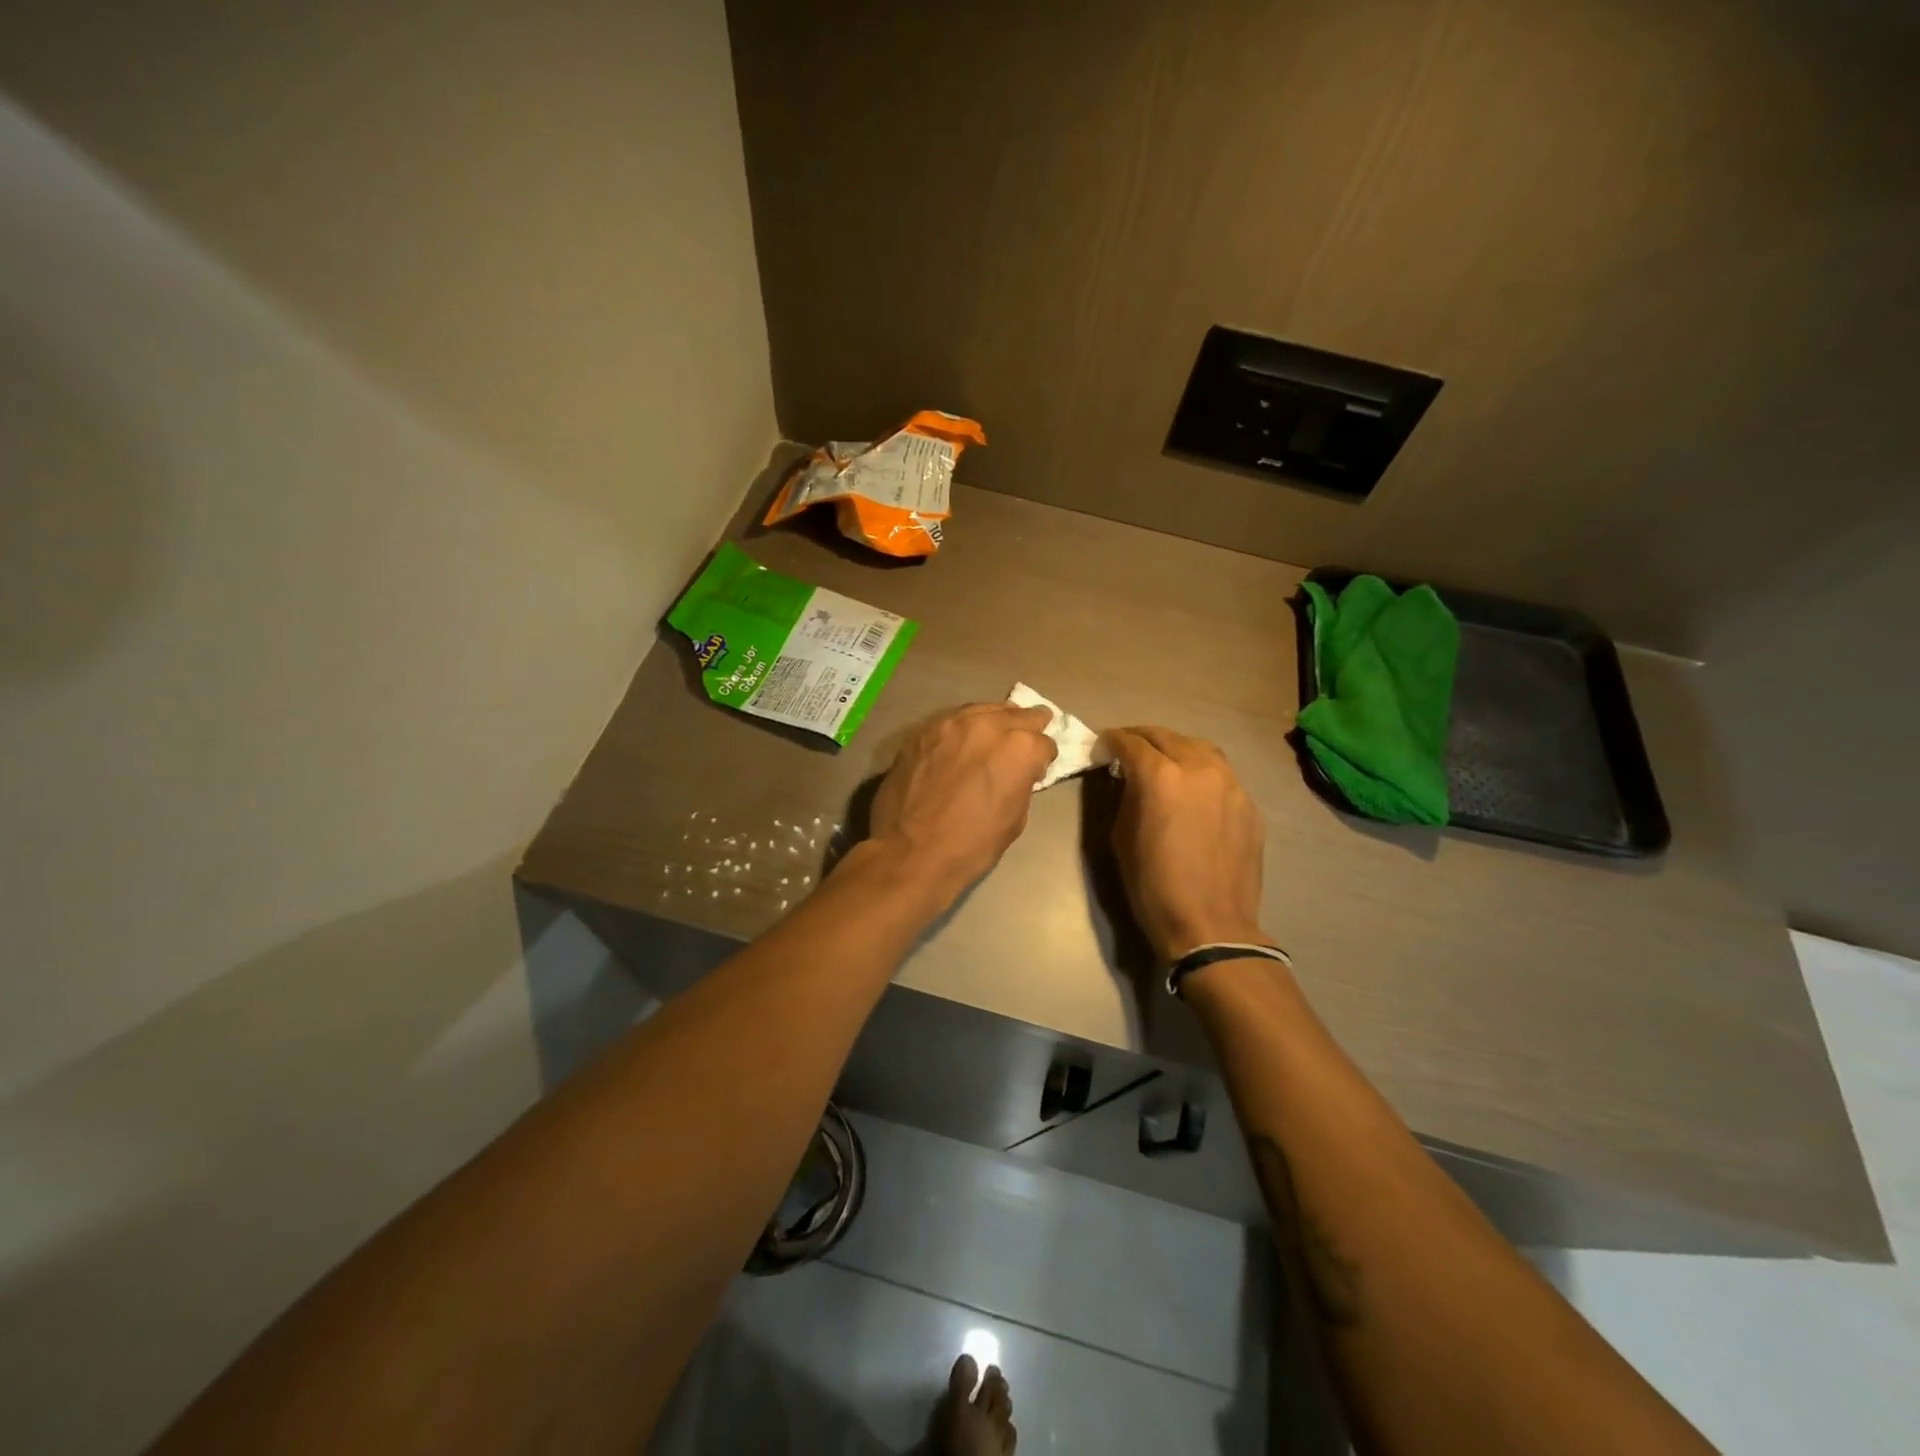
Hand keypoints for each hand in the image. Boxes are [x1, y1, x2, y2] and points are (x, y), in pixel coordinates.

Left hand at [868, 703, 1057, 905]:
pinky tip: (960, 745)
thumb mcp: (1015, 819)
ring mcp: (952, 723)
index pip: (1045, 742)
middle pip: (1019, 715)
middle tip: (1024, 742)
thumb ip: (1022, 782)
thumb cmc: (971, 845)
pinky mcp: (923, 730)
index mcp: (1020, 748)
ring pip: (984, 710)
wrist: (910, 852)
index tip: (1036, 770)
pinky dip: (963, 730)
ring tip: (994, 736)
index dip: (1043, 759)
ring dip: (994, 722)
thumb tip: (1020, 772)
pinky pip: (953, 721)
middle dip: (1026, 729)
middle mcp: (989, 725)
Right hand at [1103, 726, 1270, 961]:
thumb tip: (1128, 779)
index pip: (1131, 742)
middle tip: (1127, 747)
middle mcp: (1199, 768)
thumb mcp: (1121, 838)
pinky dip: (1201, 771)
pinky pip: (1221, 774)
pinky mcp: (1248, 804)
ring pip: (1200, 748)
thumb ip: (1126, 797)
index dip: (1111, 741)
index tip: (1102, 747)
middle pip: (1167, 736)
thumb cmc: (1154, 886)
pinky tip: (1192, 789)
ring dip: (1176, 747)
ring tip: (1163, 759)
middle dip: (1142, 738)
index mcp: (1161, 776)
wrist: (1211, 926)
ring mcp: (1230, 784)